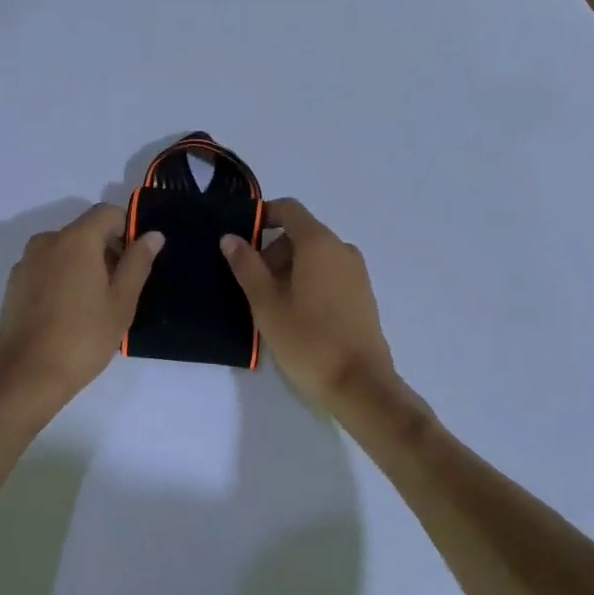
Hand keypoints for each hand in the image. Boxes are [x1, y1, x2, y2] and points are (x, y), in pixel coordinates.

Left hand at [0, 205, 162, 413]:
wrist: (24, 378)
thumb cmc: (82, 338)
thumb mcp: (121, 302)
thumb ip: (138, 262)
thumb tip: (152, 235)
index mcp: (76, 239)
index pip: (108, 212)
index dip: (127, 229)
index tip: (135, 261)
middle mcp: (47, 241)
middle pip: (85, 230)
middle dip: (106, 250)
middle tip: (119, 290)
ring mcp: (26, 262)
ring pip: (65, 250)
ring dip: (83, 265)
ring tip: (93, 306)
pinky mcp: (13, 284)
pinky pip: (47, 268)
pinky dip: (62, 278)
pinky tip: (68, 314)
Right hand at [221, 198, 396, 407]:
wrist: (361, 385)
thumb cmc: (308, 340)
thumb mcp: (266, 304)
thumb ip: (246, 266)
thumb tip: (231, 238)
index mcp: (319, 243)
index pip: (289, 209)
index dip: (263, 216)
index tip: (242, 240)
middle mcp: (341, 248)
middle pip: (301, 233)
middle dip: (273, 251)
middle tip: (253, 285)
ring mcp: (356, 272)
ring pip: (315, 255)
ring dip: (289, 268)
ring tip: (272, 305)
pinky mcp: (362, 294)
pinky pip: (330, 272)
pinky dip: (309, 280)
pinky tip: (297, 314)